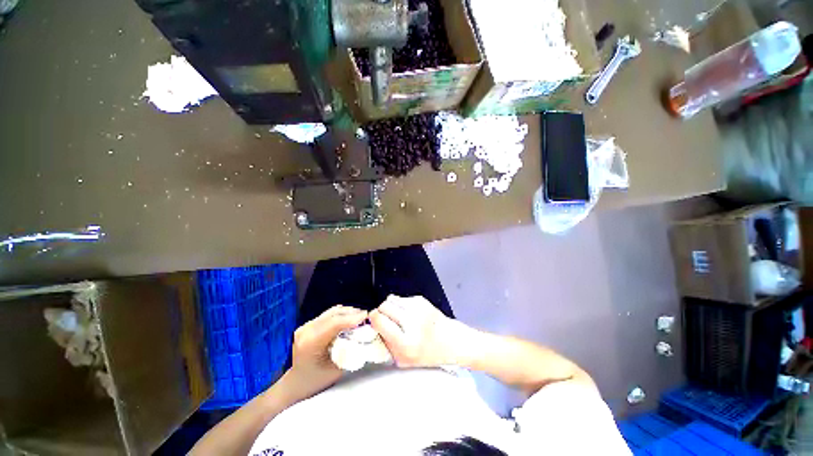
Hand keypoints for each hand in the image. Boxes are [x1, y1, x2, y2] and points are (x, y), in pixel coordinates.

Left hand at [285, 305, 366, 399]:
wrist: (294, 384)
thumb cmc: (315, 382)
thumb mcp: (336, 370)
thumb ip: (350, 352)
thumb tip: (365, 337)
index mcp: (310, 342)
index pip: (335, 323)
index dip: (353, 317)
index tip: (368, 316)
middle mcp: (306, 330)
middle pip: (334, 313)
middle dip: (353, 313)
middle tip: (367, 318)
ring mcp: (306, 325)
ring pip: (332, 312)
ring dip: (348, 313)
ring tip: (360, 319)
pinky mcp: (308, 324)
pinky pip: (329, 315)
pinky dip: (341, 315)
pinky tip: (349, 321)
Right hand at [369, 295, 471, 367]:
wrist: (451, 340)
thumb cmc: (427, 354)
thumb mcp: (403, 360)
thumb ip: (386, 345)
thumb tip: (371, 326)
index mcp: (406, 343)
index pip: (380, 320)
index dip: (373, 318)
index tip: (374, 320)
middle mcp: (412, 322)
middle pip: (384, 306)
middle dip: (381, 311)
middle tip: (386, 319)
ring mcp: (418, 308)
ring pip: (391, 298)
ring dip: (390, 307)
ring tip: (398, 316)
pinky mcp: (421, 300)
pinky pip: (402, 298)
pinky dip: (401, 304)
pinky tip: (409, 314)